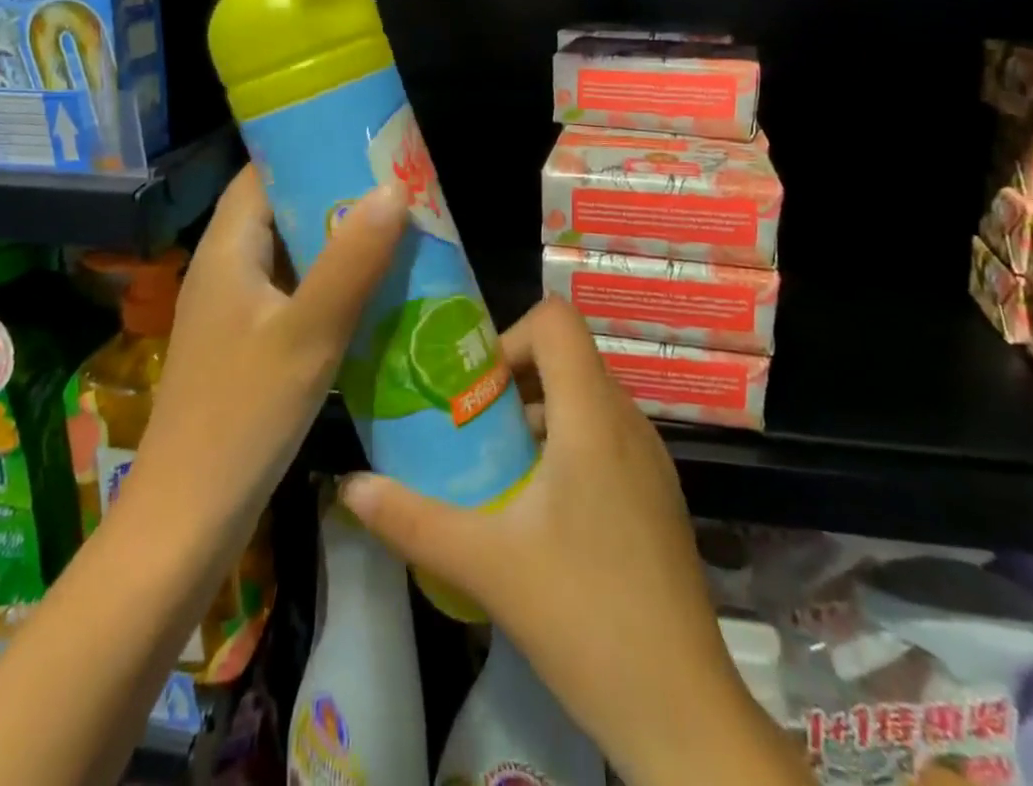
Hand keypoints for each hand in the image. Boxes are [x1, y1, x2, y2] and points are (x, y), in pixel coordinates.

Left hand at [132, 165, 405, 538]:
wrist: (187, 520)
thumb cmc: (243, 416)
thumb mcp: (308, 334)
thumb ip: (351, 261)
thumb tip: (392, 188)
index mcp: (227, 249)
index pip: (263, 172)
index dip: (308, 148)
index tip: (364, 142)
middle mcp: (224, 269)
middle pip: (280, 209)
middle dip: (335, 195)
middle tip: (397, 187)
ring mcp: (233, 310)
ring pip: (288, 254)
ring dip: (336, 241)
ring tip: (396, 231)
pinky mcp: (245, 345)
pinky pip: (291, 293)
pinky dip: (328, 283)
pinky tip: (371, 293)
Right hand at [339, 299, 809, 785]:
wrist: (683, 712)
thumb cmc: (585, 616)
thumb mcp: (486, 563)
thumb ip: (411, 519)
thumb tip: (350, 486)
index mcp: (593, 416)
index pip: (556, 320)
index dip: (509, 337)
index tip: (474, 388)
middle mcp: (628, 420)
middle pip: (566, 355)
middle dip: (511, 377)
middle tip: (469, 425)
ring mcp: (649, 457)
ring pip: (584, 395)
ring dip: (535, 411)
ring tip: (495, 465)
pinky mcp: (655, 492)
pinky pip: (603, 433)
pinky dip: (564, 441)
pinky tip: (537, 507)